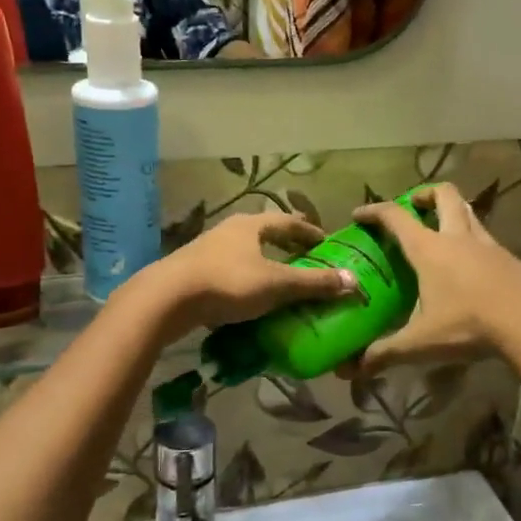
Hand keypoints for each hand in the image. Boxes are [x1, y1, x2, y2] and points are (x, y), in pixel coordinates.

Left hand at [128, 211, 357, 343]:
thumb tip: (353, 281)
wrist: (167, 298)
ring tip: (280, 280)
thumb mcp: (276, 284)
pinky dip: (246, 281)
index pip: (288, 222)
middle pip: (264, 234)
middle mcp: (229, 231)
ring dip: (264, 263)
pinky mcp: (193, 272)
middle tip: (305, 259)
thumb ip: (313, 283)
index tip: (326, 242)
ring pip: (244, 252)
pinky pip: (229, 272)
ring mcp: (207, 250)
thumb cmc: (227, 283)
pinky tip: (250, 298)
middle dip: (285, 245)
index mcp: (251, 225)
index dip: (309, 231)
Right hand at [352, 184, 520, 373]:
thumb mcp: (421, 343)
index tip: (359, 214)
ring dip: (454, 215)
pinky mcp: (513, 260)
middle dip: (425, 195)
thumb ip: (385, 353)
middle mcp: (459, 238)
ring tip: (442, 236)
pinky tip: (473, 272)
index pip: (396, 217)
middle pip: (444, 195)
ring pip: (470, 214)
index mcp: (430, 249)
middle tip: (413, 209)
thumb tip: (353, 369)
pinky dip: (475, 246)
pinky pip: (489, 242)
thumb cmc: (469, 326)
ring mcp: (490, 246)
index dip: (375, 211)